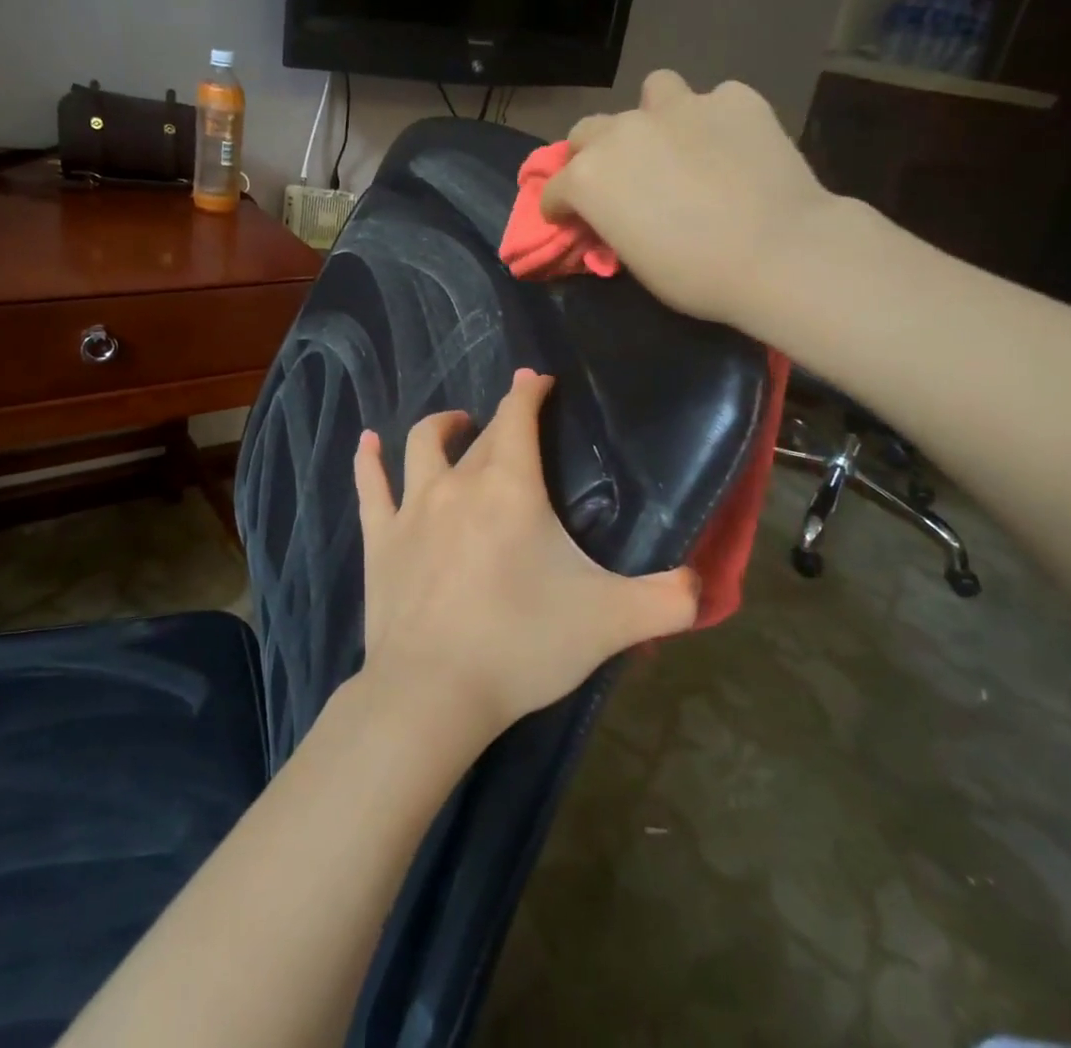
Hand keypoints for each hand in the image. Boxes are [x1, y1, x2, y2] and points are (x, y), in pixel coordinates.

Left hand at [353, 368, 698, 744]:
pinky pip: (370, 485)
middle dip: (498, 421)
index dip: (529, 391)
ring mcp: (412, 508)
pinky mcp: (379, 538)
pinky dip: (369, 460)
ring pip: (422, 445)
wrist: (433, 691)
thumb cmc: (522, 645)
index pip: (519, 416)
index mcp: (510, 487)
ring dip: (441, 427)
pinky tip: (368, 442)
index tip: (538, 380)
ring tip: (455, 424)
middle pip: (479, 436)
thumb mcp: (610, 622)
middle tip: (513, 428)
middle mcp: (457, 482)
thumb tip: (702, 586)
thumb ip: (668, 600)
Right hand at [540, 69, 836, 336]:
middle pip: (588, 131)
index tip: (570, 220)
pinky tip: (733, 146)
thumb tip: (616, 215)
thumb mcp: (634, 260)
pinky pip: (715, 101)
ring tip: (676, 141)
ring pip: (653, 91)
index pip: (553, 188)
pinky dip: (716, 121)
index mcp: (590, 176)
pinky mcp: (734, 98)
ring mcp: (681, 107)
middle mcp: (624, 131)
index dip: (560, 207)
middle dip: (593, 154)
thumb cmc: (695, 274)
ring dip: (654, 115)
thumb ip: (613, 223)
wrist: (779, 252)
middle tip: (619, 180)